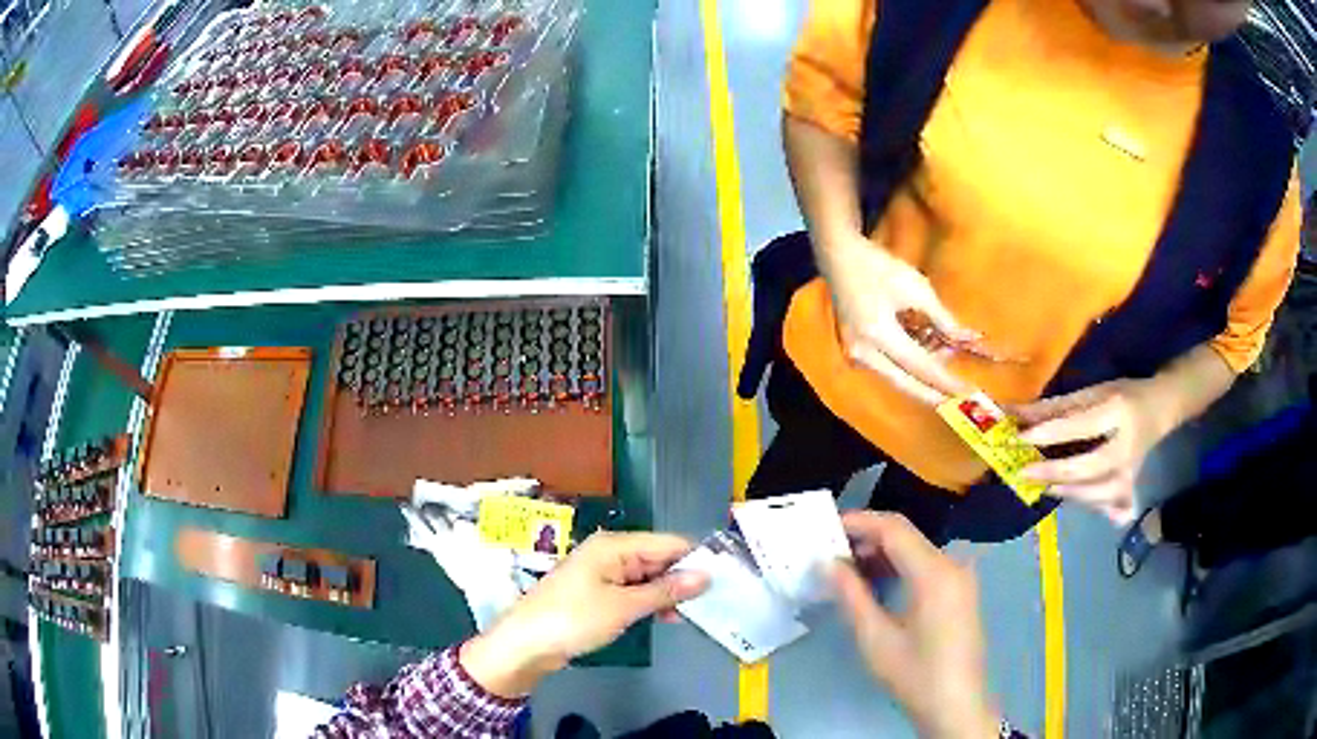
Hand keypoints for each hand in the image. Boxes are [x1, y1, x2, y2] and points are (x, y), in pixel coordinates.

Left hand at [460, 532, 708, 696]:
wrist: (524, 645)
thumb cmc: (574, 620)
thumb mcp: (624, 607)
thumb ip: (666, 591)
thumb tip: (705, 576)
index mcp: (614, 546)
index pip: (667, 543)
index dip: (694, 559)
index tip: (723, 579)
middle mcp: (608, 553)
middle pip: (656, 558)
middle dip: (681, 578)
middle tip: (710, 602)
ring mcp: (600, 573)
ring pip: (645, 576)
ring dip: (666, 593)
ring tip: (689, 614)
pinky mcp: (594, 593)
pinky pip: (630, 590)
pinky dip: (648, 602)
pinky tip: (664, 618)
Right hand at [820, 232, 976, 404]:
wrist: (839, 257)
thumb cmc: (878, 267)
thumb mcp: (916, 288)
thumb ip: (942, 319)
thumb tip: (966, 339)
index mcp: (879, 336)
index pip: (921, 367)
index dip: (947, 382)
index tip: (969, 394)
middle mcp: (865, 354)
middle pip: (906, 384)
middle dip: (934, 393)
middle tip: (958, 402)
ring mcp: (857, 354)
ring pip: (897, 377)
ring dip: (922, 374)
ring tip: (945, 359)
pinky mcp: (856, 351)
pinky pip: (887, 367)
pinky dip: (908, 365)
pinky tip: (924, 351)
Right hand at [832, 512, 999, 738]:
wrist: (956, 704)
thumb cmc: (915, 674)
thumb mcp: (875, 639)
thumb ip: (852, 595)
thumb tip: (828, 563)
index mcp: (934, 573)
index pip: (894, 529)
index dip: (859, 522)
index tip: (826, 527)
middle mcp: (952, 565)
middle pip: (906, 535)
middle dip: (867, 536)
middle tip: (830, 549)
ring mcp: (959, 577)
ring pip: (916, 549)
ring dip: (882, 552)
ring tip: (846, 566)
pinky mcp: (959, 591)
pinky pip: (926, 564)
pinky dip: (899, 565)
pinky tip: (876, 581)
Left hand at [1015, 379, 1170, 524]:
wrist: (1161, 409)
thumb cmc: (1124, 395)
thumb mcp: (1094, 391)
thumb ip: (1056, 407)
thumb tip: (1015, 415)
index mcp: (1118, 411)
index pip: (1081, 426)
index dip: (1050, 434)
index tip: (1020, 438)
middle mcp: (1127, 446)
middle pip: (1090, 468)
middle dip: (1055, 472)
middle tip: (1024, 472)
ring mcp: (1131, 472)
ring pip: (1098, 493)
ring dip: (1067, 492)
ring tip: (1042, 486)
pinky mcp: (1131, 487)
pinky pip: (1106, 504)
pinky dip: (1085, 502)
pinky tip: (1068, 495)